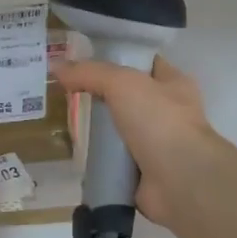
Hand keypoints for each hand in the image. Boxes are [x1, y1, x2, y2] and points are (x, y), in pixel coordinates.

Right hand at [51, 55, 223, 227]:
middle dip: (102, 96)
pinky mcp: (144, 173)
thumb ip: (90, 73)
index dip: (118, 58)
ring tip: (67, 122)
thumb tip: (57, 67)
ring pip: (121, 130)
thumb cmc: (159, 120)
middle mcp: (169, 112)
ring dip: (99, 131)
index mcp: (174, 84)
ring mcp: (158, 145)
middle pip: (129, 98)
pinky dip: (99, 160)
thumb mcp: (122, 84)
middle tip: (68, 93)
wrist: (180, 179)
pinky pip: (116, 161)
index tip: (86, 60)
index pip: (145, 63)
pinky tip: (76, 155)